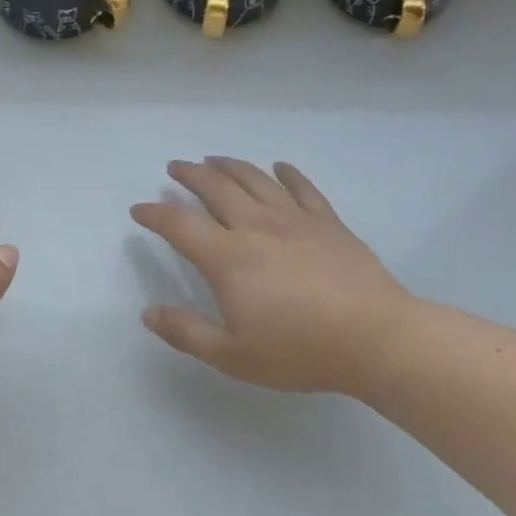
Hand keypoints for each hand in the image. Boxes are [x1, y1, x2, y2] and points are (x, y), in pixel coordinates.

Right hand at [130, 157, 416, 396]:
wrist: (376, 339)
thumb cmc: (300, 350)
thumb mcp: (233, 355)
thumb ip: (187, 332)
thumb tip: (148, 313)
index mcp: (228, 257)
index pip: (179, 224)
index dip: (155, 214)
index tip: (139, 209)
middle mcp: (255, 227)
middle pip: (215, 189)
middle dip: (190, 175)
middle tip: (175, 167)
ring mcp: (295, 220)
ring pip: (255, 180)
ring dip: (229, 166)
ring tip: (213, 159)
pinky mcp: (328, 223)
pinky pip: (303, 189)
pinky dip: (288, 173)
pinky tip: (280, 166)